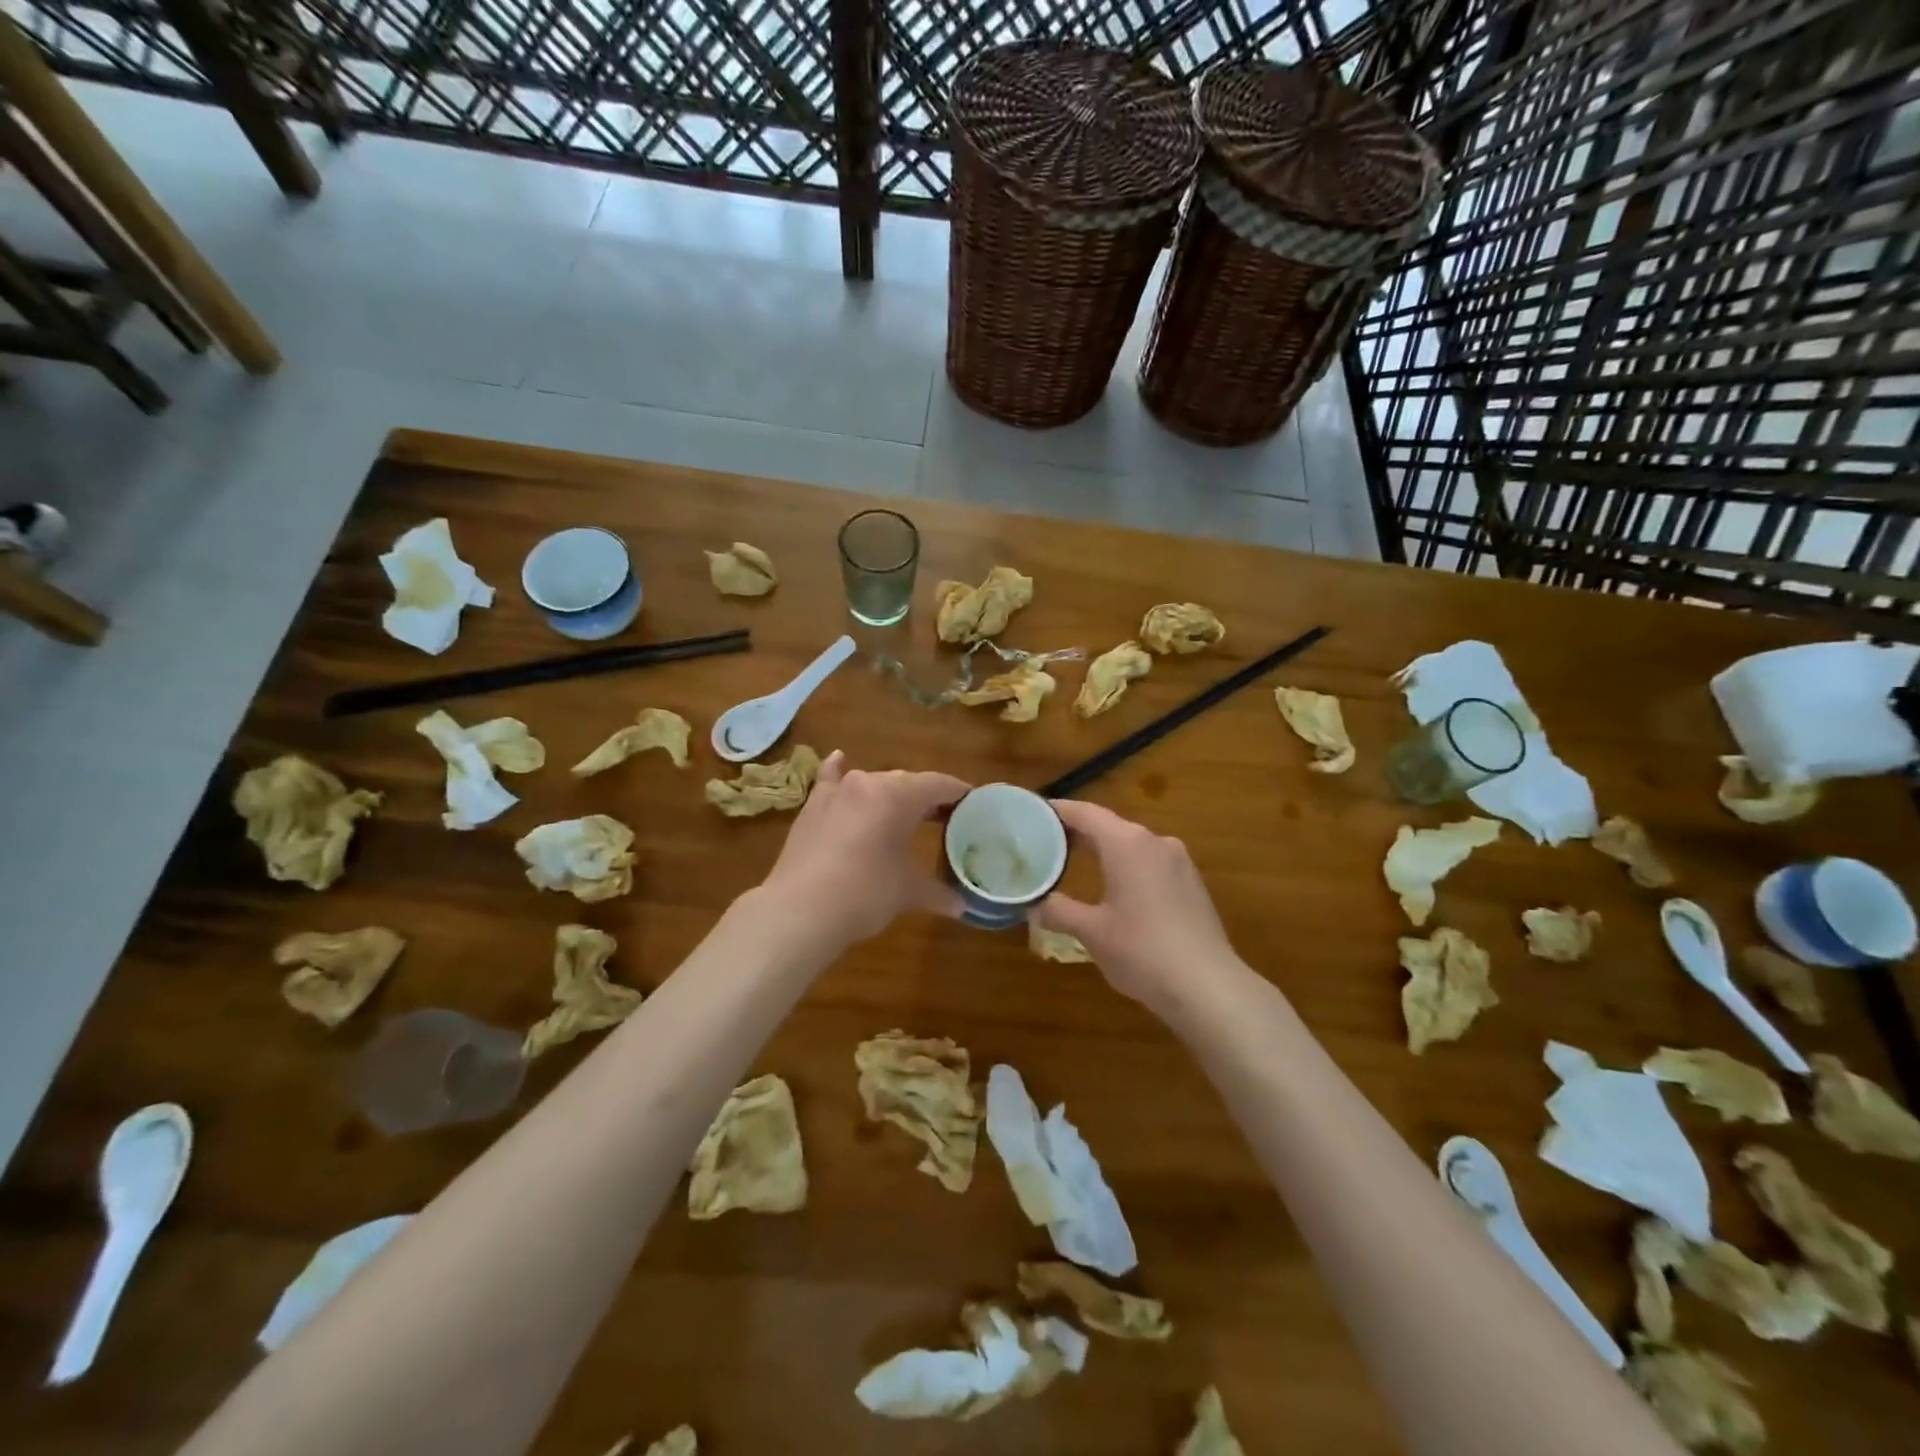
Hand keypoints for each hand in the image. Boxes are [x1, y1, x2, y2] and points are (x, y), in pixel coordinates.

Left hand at [758, 751, 968, 946]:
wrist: (801, 908)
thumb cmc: (866, 892)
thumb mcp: (908, 892)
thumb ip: (937, 893)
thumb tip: (962, 907)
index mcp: (899, 795)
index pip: (939, 784)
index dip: (959, 793)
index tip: (973, 804)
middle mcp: (869, 782)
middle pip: (907, 783)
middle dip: (927, 798)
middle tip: (943, 819)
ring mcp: (836, 792)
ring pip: (872, 783)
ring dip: (890, 794)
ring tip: (903, 812)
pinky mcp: (812, 806)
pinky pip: (830, 779)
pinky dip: (837, 771)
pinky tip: (839, 760)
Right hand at [1033, 799, 1243, 1007]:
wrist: (1208, 987)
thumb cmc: (1142, 951)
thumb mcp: (1092, 932)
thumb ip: (1060, 912)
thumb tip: (1034, 906)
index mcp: (1127, 844)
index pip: (1085, 813)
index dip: (1057, 811)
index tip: (1033, 814)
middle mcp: (1155, 842)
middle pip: (1109, 825)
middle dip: (1079, 832)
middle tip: (1047, 842)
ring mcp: (1179, 862)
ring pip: (1132, 844)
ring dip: (1105, 849)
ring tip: (1077, 863)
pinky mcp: (1192, 883)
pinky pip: (1151, 862)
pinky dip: (1128, 865)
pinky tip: (1117, 887)